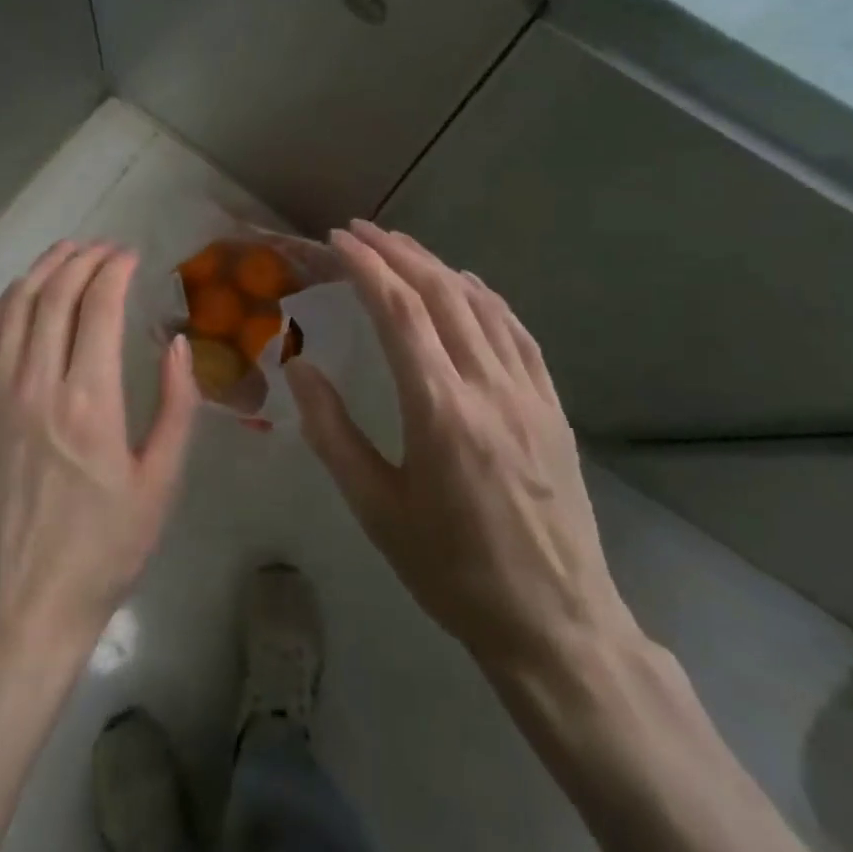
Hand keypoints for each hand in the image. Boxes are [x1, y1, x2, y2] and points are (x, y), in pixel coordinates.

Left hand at [0, 241, 199, 658]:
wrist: (22, 602)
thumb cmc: (103, 549)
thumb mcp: (160, 484)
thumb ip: (175, 407)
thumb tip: (177, 344)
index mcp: (90, 401)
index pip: (98, 306)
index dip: (114, 269)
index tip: (131, 255)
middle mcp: (37, 384)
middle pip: (54, 295)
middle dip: (81, 259)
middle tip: (105, 247)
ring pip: (15, 307)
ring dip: (42, 270)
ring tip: (66, 251)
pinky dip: (6, 303)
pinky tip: (21, 293)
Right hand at [284, 222, 637, 685]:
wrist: (553, 621)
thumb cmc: (450, 570)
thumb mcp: (376, 508)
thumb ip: (332, 431)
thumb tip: (298, 367)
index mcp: (440, 411)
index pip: (400, 313)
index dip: (367, 267)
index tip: (338, 240)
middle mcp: (489, 387)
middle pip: (442, 294)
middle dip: (398, 252)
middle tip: (360, 230)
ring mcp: (529, 393)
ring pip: (482, 304)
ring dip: (438, 266)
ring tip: (402, 248)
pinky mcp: (552, 406)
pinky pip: (517, 332)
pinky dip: (485, 297)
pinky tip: (467, 287)